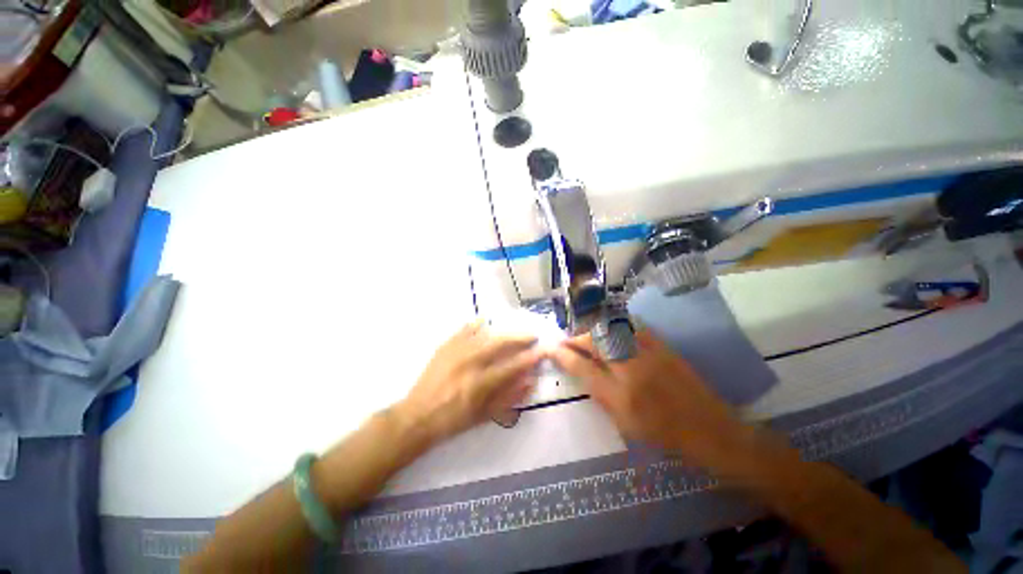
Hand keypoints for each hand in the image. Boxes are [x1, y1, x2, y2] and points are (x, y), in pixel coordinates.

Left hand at [398, 321, 542, 443]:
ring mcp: (455, 352)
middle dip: (519, 337)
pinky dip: (475, 324)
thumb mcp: (483, 416)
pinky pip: (463, 331)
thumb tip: (530, 381)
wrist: (417, 417)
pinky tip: (484, 320)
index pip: (511, 366)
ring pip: (484, 334)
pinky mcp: (445, 347)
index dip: (529, 358)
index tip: (541, 352)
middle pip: (499, 343)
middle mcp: (468, 363)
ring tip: (514, 331)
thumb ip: (508, 397)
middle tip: (532, 335)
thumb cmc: (452, 421)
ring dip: (502, 331)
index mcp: (479, 384)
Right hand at [550, 330, 752, 465]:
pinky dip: (615, 325)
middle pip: (593, 343)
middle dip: (574, 338)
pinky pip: (632, 326)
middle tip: (565, 340)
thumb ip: (600, 395)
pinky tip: (608, 327)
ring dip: (591, 330)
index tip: (551, 348)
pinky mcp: (662, 346)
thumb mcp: (624, 424)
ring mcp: (648, 354)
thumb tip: (582, 372)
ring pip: (609, 331)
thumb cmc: (664, 434)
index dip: (563, 355)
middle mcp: (630, 370)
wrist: (710, 429)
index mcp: (619, 395)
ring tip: (583, 335)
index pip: (582, 367)